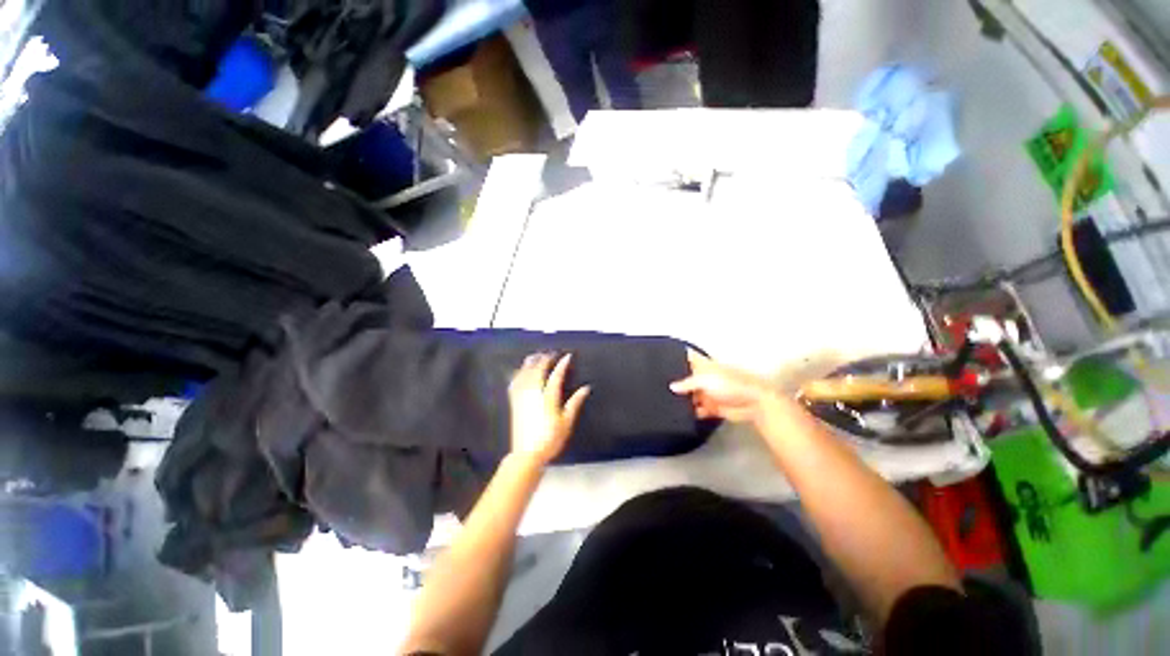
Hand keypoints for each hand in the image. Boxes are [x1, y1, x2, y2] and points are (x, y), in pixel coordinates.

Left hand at [508, 353, 590, 466]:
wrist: (527, 454)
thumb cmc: (549, 439)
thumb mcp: (567, 422)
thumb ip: (575, 403)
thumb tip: (585, 388)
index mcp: (548, 398)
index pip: (556, 375)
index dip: (562, 364)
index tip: (567, 356)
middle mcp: (534, 394)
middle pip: (538, 370)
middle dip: (545, 359)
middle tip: (551, 353)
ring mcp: (522, 397)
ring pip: (525, 374)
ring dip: (531, 363)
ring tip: (536, 356)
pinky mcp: (514, 403)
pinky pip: (515, 383)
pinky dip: (518, 374)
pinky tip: (520, 370)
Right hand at [670, 350, 777, 422]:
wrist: (753, 403)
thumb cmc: (729, 383)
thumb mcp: (704, 379)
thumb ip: (687, 383)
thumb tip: (672, 387)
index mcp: (705, 366)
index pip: (689, 357)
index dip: (678, 356)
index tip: (663, 358)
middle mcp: (705, 378)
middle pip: (688, 378)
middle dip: (677, 381)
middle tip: (659, 385)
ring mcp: (709, 392)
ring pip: (692, 395)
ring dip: (684, 398)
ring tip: (666, 401)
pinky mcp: (713, 407)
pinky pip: (699, 410)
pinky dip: (692, 412)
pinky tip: (682, 415)